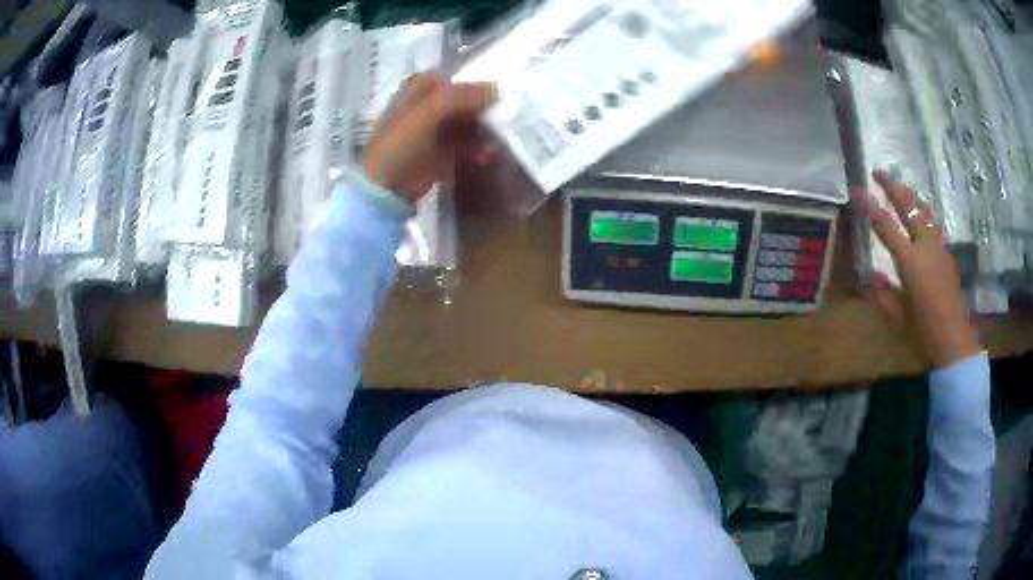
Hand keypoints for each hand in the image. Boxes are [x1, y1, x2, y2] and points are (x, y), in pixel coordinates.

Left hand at [363, 74, 495, 202]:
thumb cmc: (401, 143)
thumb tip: (498, 88)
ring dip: (484, 130)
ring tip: (500, 136)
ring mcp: (435, 132)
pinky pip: (467, 147)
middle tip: (508, 112)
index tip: (501, 89)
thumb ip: (462, 95)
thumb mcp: (430, 110)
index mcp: (420, 89)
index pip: (456, 78)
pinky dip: (478, 149)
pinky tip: (487, 154)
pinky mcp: (442, 155)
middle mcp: (429, 107)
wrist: (386, 187)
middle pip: (464, 101)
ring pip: (468, 124)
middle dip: (485, 107)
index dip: (477, 82)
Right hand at [858, 169, 981, 368]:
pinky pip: (932, 224)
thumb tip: (871, 277)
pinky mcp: (947, 254)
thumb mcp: (899, 317)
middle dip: (893, 187)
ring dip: (909, 196)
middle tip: (878, 171)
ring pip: (924, 211)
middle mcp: (926, 247)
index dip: (870, 208)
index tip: (857, 190)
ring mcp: (939, 247)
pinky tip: (919, 214)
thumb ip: (884, 294)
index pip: (886, 227)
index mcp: (911, 262)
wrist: (955, 341)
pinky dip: (922, 212)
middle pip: (909, 208)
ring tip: (899, 185)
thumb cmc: (924, 333)